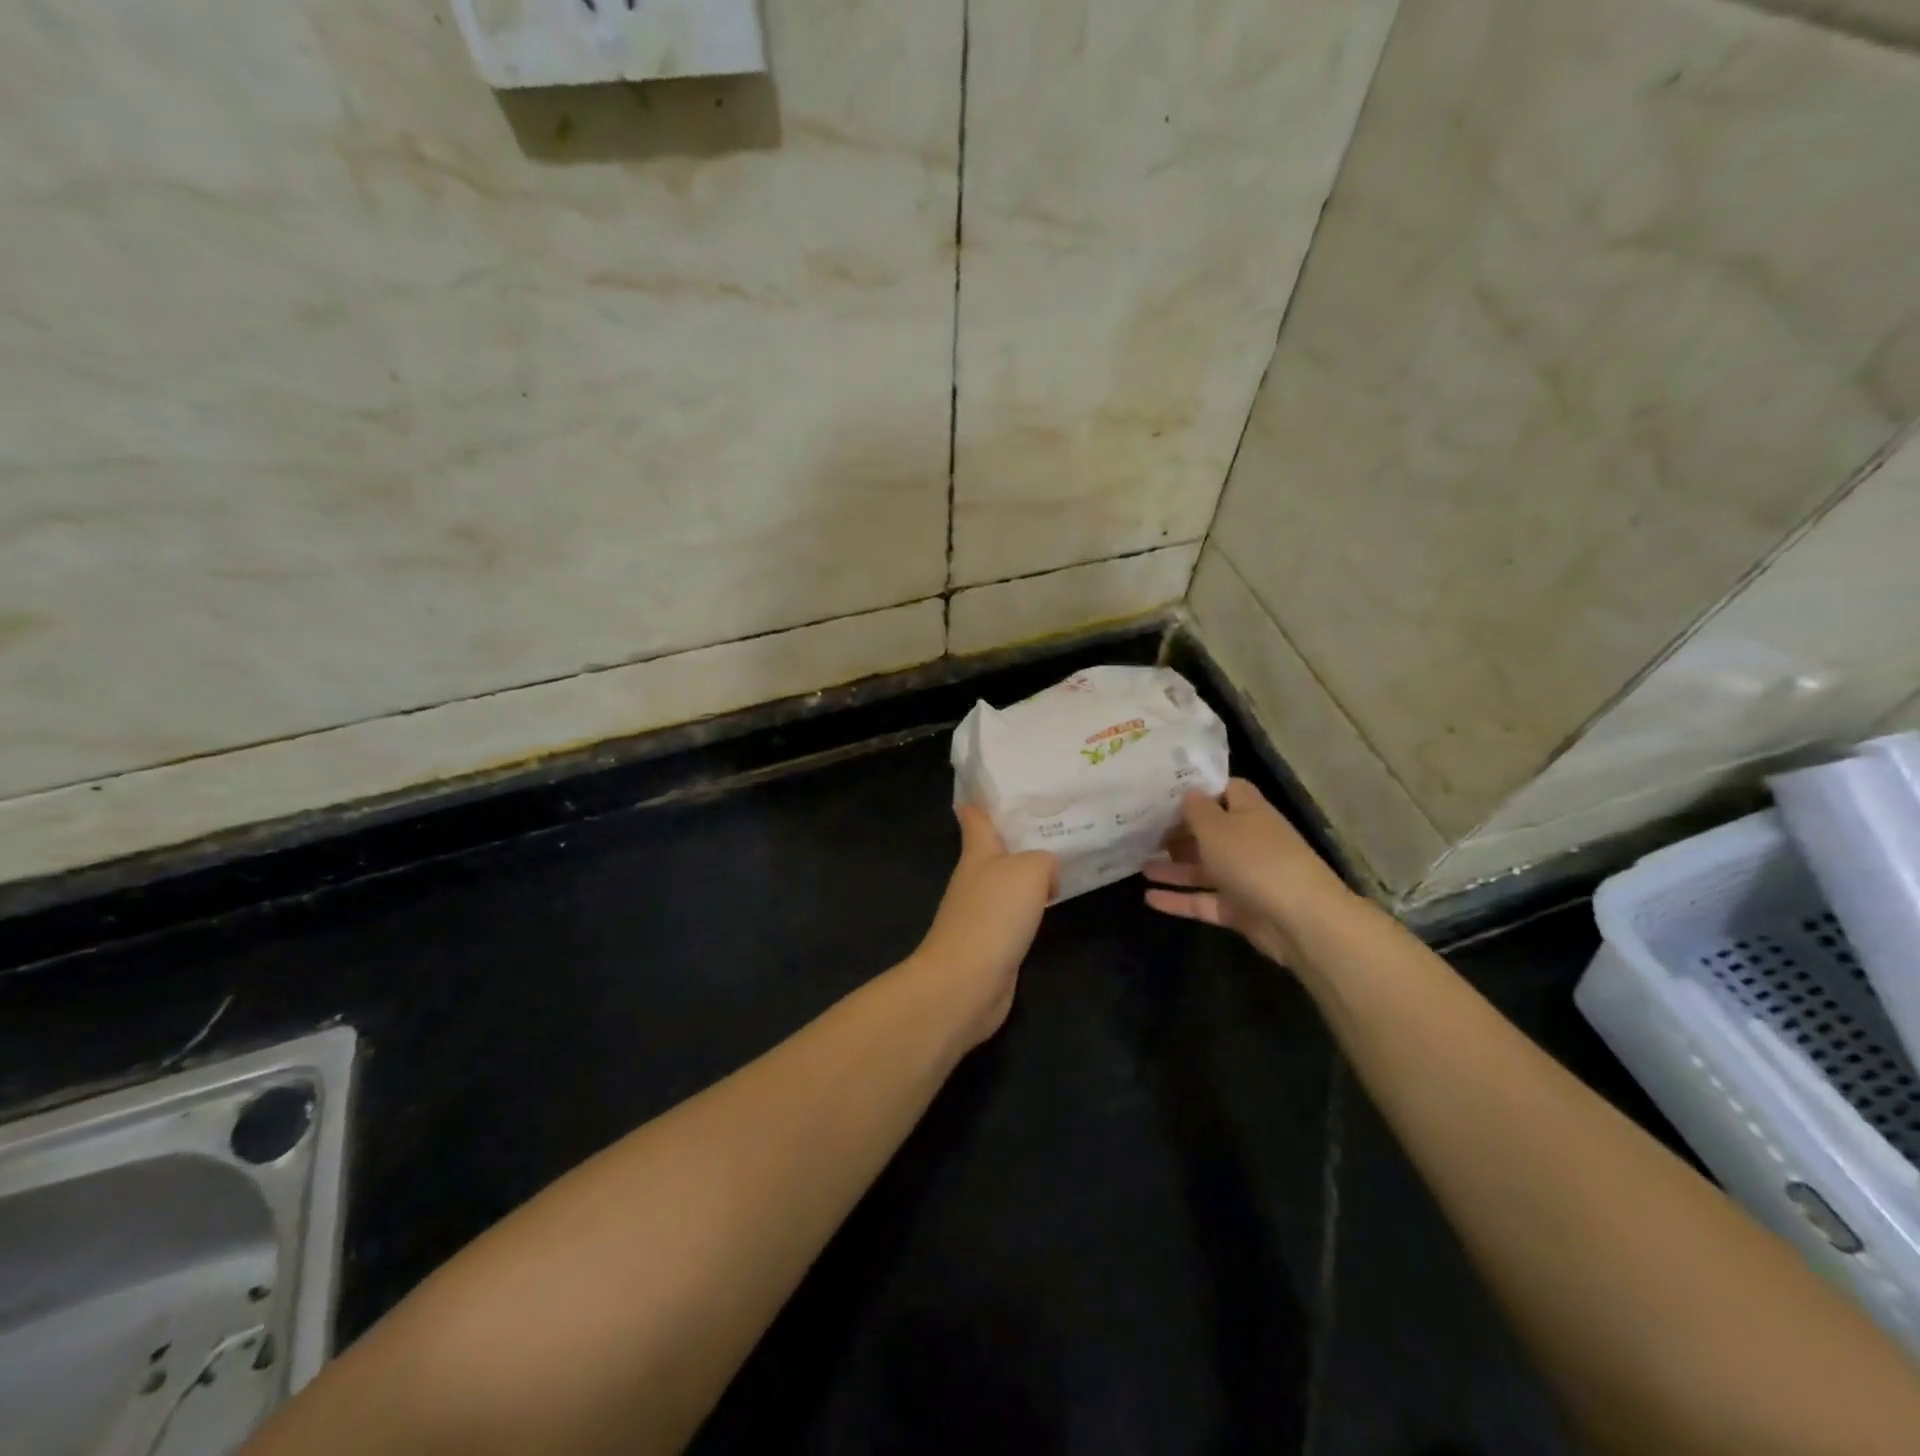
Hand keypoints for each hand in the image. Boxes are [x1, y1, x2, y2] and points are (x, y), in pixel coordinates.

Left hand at [909, 805, 1056, 1046]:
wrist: (966, 983)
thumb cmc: (994, 915)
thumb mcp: (1029, 871)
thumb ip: (1043, 860)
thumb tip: (1046, 873)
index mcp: (977, 852)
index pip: (975, 817)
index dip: (981, 800)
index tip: (995, 784)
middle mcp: (976, 877)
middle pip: (995, 849)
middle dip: (1018, 835)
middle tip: (1053, 820)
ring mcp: (981, 911)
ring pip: (1008, 881)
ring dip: (1028, 872)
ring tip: (1061, 859)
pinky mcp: (991, 941)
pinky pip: (1015, 912)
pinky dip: (1031, 905)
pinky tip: (1051, 904)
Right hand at [1143, 778, 1351, 966]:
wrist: (1300, 920)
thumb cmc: (1254, 860)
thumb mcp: (1216, 827)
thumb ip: (1196, 809)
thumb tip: (1187, 792)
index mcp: (1249, 812)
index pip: (1226, 790)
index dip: (1199, 789)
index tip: (1165, 792)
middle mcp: (1248, 841)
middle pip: (1210, 831)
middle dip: (1179, 831)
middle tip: (1142, 830)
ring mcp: (1245, 877)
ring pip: (1203, 868)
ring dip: (1173, 867)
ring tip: (1139, 864)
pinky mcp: (1240, 909)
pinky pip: (1204, 900)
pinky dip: (1178, 900)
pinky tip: (1148, 899)